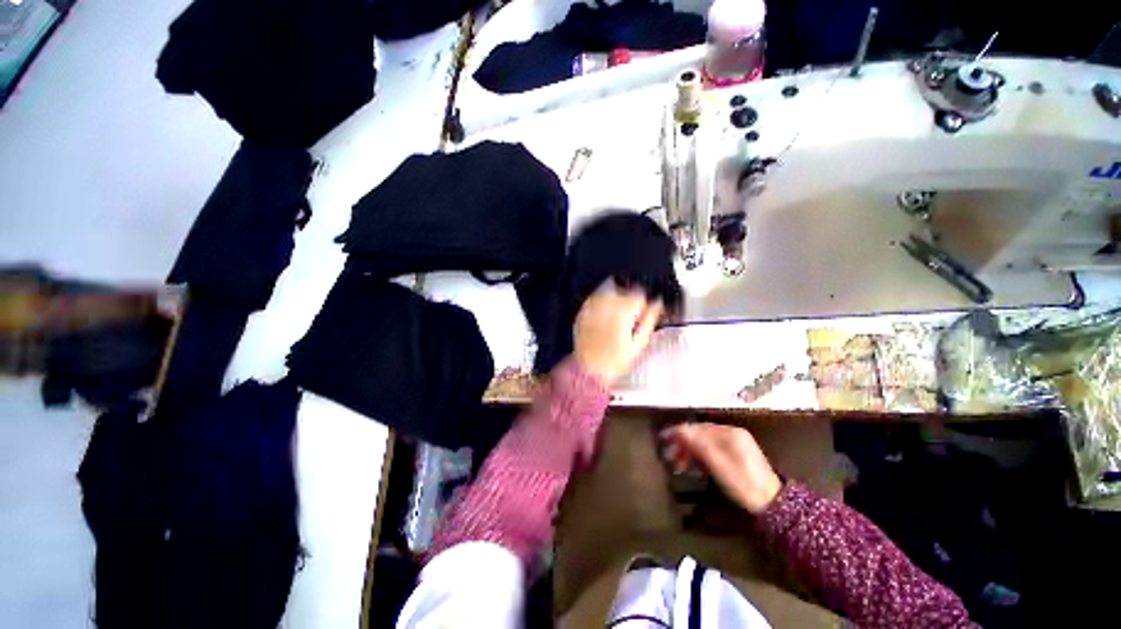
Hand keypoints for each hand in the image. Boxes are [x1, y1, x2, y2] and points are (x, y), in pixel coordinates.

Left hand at [573, 282, 662, 384]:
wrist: (590, 369)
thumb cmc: (617, 359)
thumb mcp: (639, 342)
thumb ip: (649, 319)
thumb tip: (658, 304)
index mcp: (624, 309)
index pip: (639, 294)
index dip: (643, 304)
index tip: (643, 313)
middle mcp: (607, 303)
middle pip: (624, 290)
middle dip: (629, 300)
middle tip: (629, 318)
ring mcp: (592, 306)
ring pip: (609, 292)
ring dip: (615, 300)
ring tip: (616, 318)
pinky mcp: (582, 311)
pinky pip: (595, 300)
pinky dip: (602, 305)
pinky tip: (603, 319)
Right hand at [661, 423, 782, 514]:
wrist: (773, 505)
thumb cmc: (744, 484)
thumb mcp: (719, 465)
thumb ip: (699, 445)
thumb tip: (679, 429)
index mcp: (730, 433)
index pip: (698, 427)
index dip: (679, 432)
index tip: (663, 439)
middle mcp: (732, 433)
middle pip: (701, 434)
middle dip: (684, 444)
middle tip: (669, 457)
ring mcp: (735, 444)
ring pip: (705, 442)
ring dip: (690, 451)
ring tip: (678, 465)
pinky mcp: (737, 455)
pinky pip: (712, 450)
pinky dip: (700, 456)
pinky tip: (693, 466)